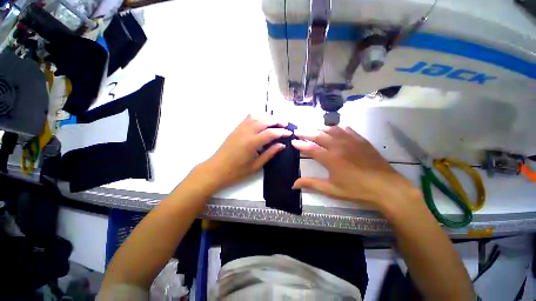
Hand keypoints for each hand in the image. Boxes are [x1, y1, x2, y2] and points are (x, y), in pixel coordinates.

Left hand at [196, 115, 291, 191]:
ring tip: (276, 121)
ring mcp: (240, 129)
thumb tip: (281, 145)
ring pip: (256, 116)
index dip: (282, 132)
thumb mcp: (256, 166)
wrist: (216, 170)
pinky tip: (262, 120)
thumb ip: (269, 154)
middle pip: (264, 120)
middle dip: (277, 121)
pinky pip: (248, 118)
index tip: (290, 133)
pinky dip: (257, 116)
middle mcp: (246, 132)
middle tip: (285, 124)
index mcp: (252, 143)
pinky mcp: (236, 129)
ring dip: (267, 117)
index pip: (271, 133)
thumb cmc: (236, 172)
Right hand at [292, 126, 421, 212]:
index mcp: (330, 159)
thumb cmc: (356, 190)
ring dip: (319, 128)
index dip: (300, 144)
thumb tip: (294, 184)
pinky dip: (336, 127)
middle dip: (306, 132)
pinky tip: (334, 129)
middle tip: (297, 131)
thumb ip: (311, 184)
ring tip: (312, 129)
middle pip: (318, 135)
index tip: (293, 141)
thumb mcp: (331, 189)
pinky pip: (346, 129)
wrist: (386, 187)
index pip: (310, 148)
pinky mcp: (360, 140)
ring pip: (331, 129)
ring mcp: (350, 141)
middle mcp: (338, 146)